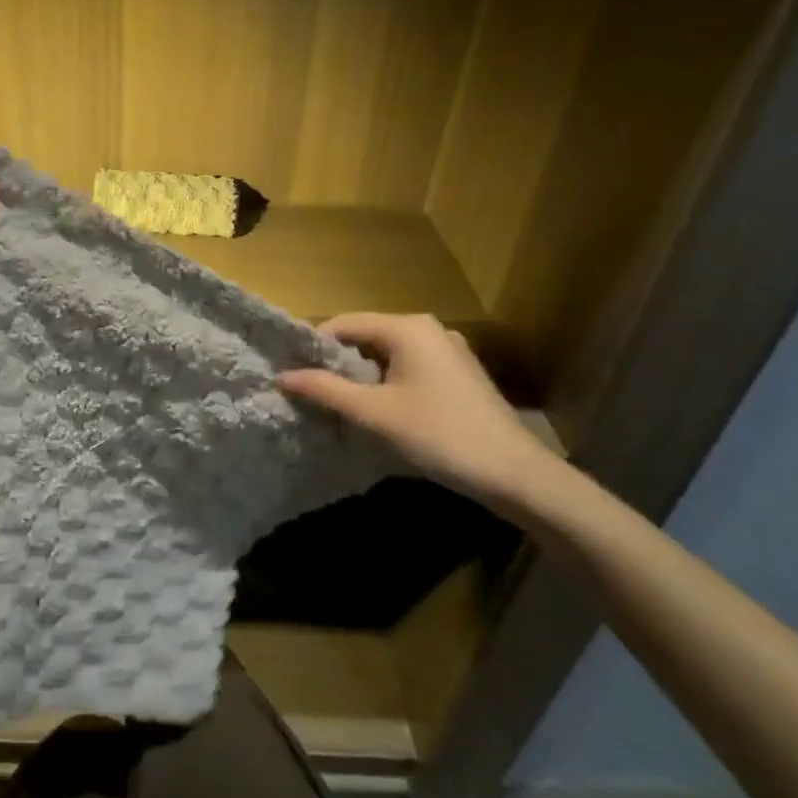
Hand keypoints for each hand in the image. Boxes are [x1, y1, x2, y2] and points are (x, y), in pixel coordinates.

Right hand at [278, 313, 569, 518]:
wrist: (515, 474)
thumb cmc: (438, 435)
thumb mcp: (373, 413)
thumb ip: (325, 389)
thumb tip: (282, 375)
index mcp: (407, 328)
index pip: (344, 324)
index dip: (314, 346)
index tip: (292, 372)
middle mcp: (429, 329)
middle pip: (367, 336)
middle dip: (338, 362)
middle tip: (312, 390)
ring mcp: (449, 350)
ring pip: (388, 353)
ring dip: (363, 375)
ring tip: (340, 403)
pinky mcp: (460, 374)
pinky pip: (410, 366)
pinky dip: (388, 382)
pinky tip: (381, 410)